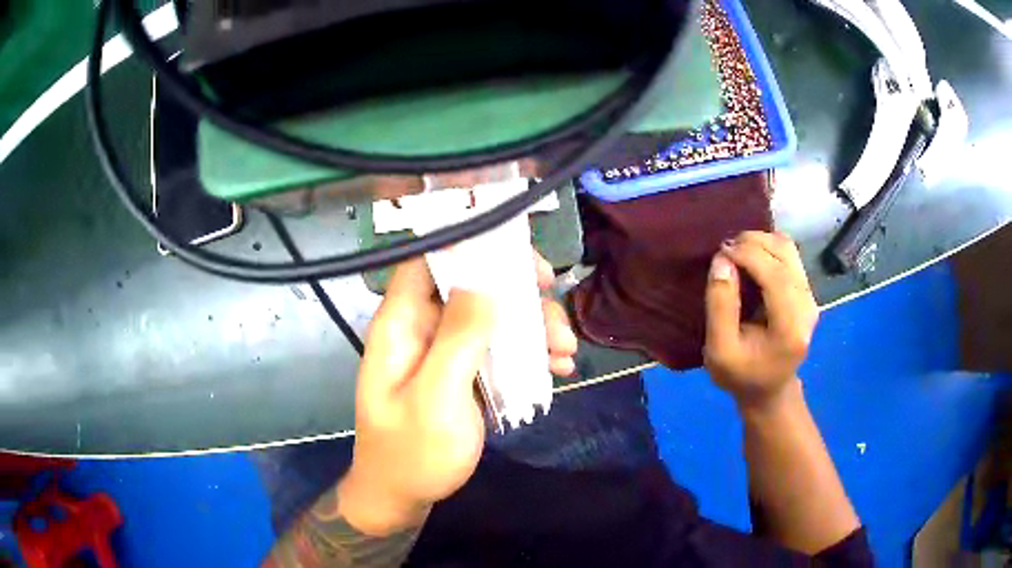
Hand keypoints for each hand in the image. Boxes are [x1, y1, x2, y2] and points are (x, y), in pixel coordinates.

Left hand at [338, 254, 577, 534]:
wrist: (404, 495)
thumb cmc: (412, 453)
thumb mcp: (435, 398)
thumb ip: (458, 338)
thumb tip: (485, 283)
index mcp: (402, 324)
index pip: (430, 260)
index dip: (471, 247)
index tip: (519, 258)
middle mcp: (422, 328)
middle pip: (470, 283)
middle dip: (517, 290)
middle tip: (554, 300)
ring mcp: (444, 350)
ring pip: (492, 316)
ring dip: (532, 326)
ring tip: (565, 351)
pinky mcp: (463, 371)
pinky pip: (498, 347)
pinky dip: (529, 352)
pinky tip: (557, 368)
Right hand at [703, 231, 817, 409]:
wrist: (769, 391)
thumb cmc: (742, 376)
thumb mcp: (719, 351)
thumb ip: (720, 307)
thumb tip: (722, 261)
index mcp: (790, 327)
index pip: (775, 275)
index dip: (748, 255)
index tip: (720, 251)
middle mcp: (807, 307)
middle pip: (784, 254)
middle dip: (752, 243)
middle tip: (724, 251)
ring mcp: (810, 297)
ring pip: (788, 249)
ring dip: (760, 242)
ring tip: (735, 251)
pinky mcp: (806, 292)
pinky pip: (788, 256)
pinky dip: (767, 249)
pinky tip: (749, 259)